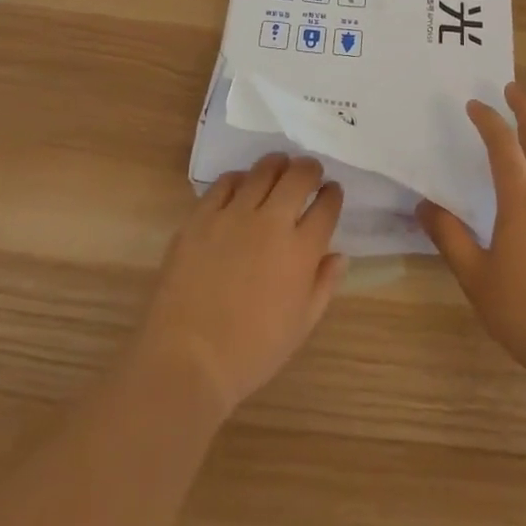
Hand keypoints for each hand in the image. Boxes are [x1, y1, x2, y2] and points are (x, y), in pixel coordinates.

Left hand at [136, 153, 346, 419]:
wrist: (186, 360)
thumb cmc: (250, 353)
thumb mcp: (300, 327)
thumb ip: (324, 285)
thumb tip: (339, 255)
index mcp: (301, 251)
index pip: (326, 206)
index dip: (332, 194)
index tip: (331, 192)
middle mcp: (271, 223)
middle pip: (298, 176)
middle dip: (310, 169)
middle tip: (309, 173)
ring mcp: (234, 215)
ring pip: (263, 170)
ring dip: (277, 166)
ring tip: (279, 169)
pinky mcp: (202, 216)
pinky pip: (225, 182)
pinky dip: (239, 179)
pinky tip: (241, 187)